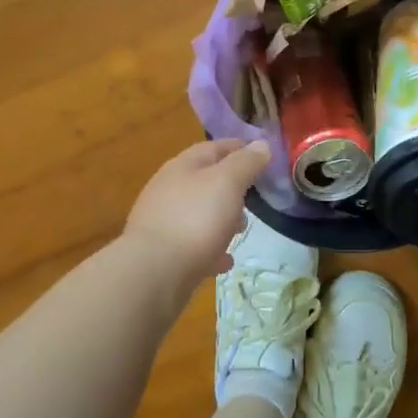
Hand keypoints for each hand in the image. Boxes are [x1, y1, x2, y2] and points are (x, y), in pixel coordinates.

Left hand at [123, 139, 270, 286]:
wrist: (154, 273)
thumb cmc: (195, 219)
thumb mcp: (227, 183)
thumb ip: (245, 163)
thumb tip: (261, 144)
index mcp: (182, 166)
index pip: (214, 147)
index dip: (239, 148)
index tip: (263, 154)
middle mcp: (168, 190)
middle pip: (205, 181)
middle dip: (232, 187)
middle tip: (256, 196)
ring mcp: (163, 222)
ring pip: (199, 213)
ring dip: (222, 218)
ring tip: (242, 229)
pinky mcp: (163, 253)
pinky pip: (194, 245)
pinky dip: (211, 248)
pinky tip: (224, 260)